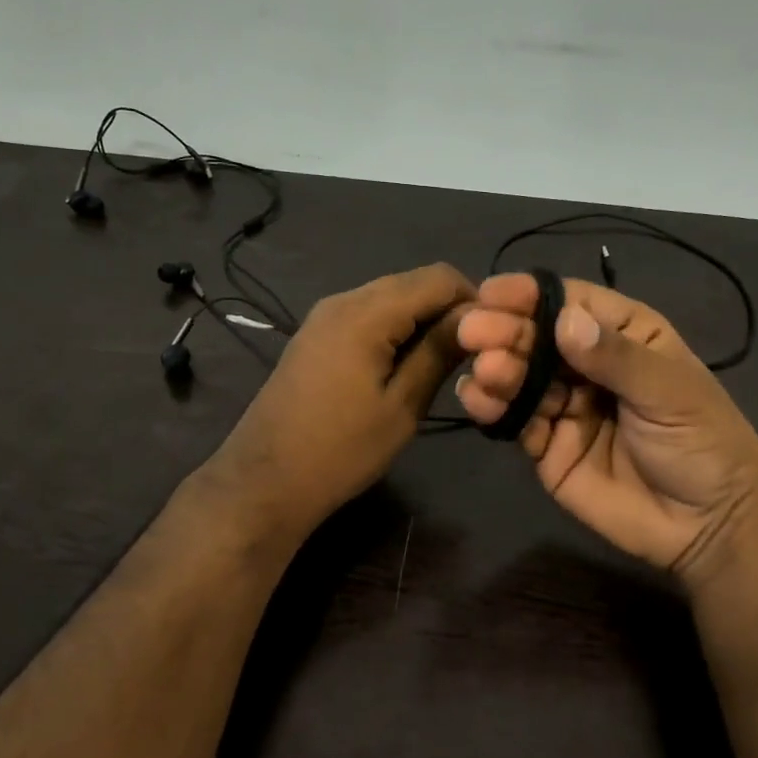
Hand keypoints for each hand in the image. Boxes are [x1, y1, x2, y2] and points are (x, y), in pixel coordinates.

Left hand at [207, 263, 475, 538]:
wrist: (265, 480)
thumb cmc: (340, 450)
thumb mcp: (402, 406)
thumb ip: (438, 353)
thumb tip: (475, 319)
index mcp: (366, 313)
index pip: (438, 277)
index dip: (473, 299)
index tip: (492, 338)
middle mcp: (343, 300)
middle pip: (412, 282)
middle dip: (447, 309)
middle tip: (471, 354)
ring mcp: (324, 316)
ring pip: (389, 298)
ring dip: (420, 320)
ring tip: (441, 363)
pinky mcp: (315, 335)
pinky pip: (366, 315)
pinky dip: (394, 329)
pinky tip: (403, 365)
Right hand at [455, 274, 757, 583]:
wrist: (708, 527)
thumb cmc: (702, 444)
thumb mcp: (669, 392)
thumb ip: (615, 357)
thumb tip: (564, 321)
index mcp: (624, 335)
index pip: (571, 303)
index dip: (531, 295)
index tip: (492, 293)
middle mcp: (587, 364)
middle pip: (537, 338)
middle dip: (505, 332)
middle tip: (472, 331)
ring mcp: (564, 406)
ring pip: (520, 378)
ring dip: (496, 370)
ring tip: (485, 372)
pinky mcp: (546, 446)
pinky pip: (514, 420)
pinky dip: (492, 408)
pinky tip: (477, 399)